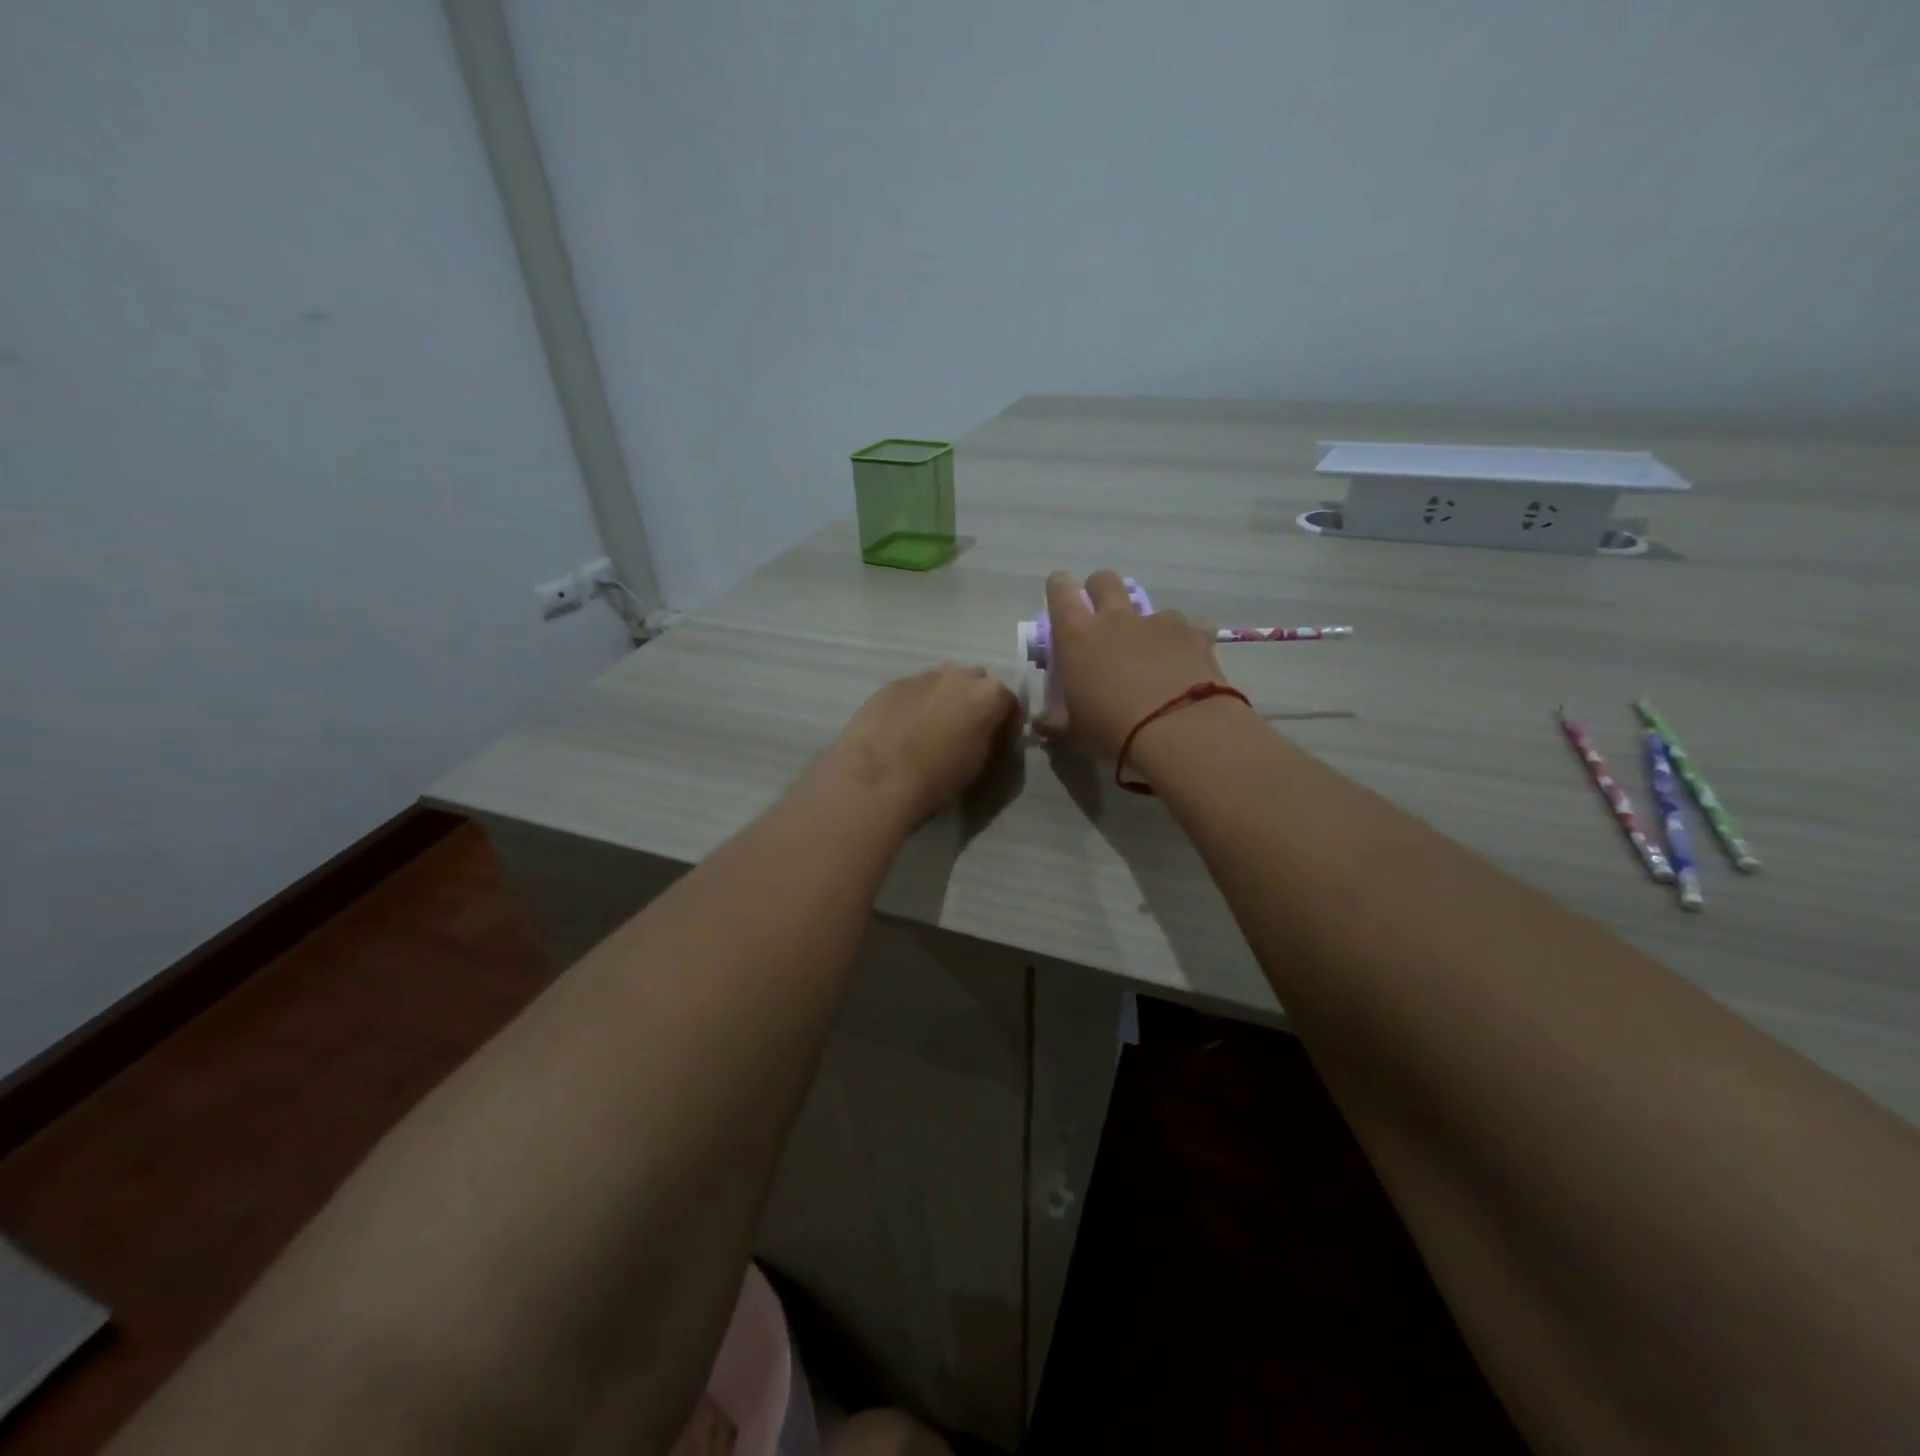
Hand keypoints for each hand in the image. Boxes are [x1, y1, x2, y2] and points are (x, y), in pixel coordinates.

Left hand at [817, 662, 1020, 825]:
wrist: (878, 778)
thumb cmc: (938, 776)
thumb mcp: (979, 763)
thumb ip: (990, 737)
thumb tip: (987, 730)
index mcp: (989, 694)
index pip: (1009, 703)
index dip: (1006, 724)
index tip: (998, 743)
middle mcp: (959, 675)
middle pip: (976, 684)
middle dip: (974, 704)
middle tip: (964, 733)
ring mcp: (923, 676)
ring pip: (943, 683)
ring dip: (944, 701)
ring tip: (930, 731)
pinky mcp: (892, 684)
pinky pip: (914, 691)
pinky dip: (915, 705)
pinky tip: (903, 730)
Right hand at [1035, 569, 1231, 757]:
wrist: (1179, 730)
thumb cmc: (1112, 730)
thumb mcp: (1073, 734)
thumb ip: (1053, 723)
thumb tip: (1040, 723)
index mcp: (1077, 636)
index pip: (1060, 590)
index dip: (1059, 586)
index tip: (1060, 596)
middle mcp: (1116, 618)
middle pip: (1104, 580)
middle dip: (1099, 590)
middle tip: (1101, 619)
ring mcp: (1158, 622)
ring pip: (1148, 607)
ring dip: (1145, 625)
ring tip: (1152, 656)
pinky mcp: (1194, 634)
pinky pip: (1191, 627)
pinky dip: (1186, 641)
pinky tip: (1188, 664)